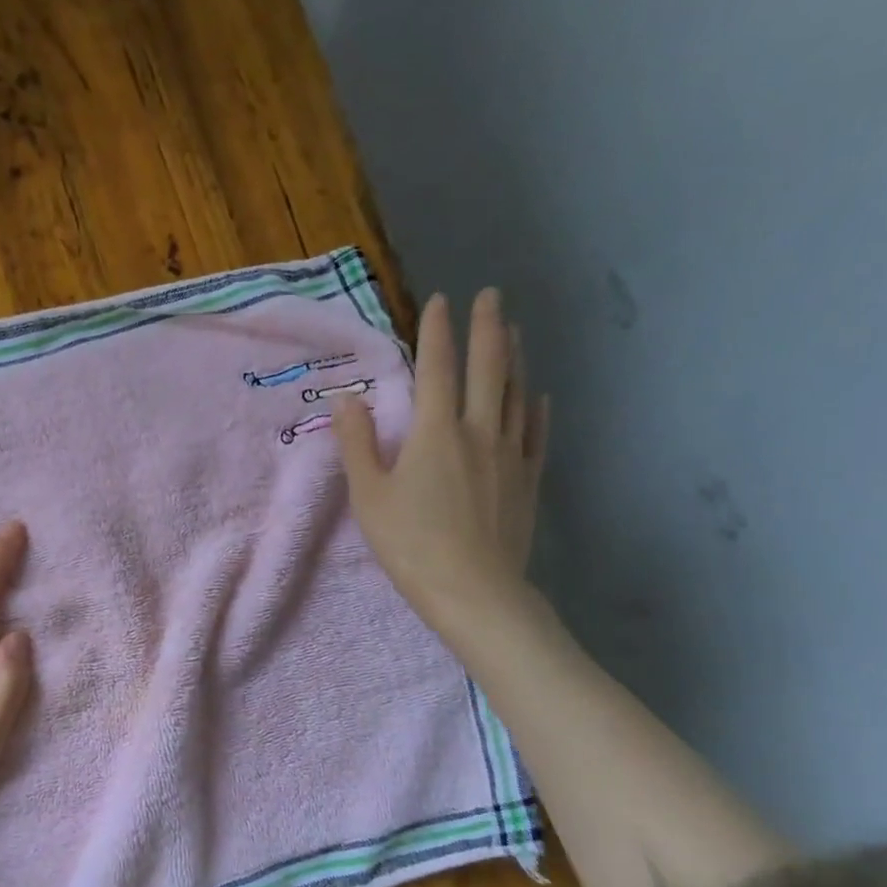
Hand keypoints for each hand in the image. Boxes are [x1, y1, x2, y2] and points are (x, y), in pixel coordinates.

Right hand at [333, 288, 548, 642]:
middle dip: (486, 328)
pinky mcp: (526, 481)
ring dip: (514, 358)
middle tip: (491, 295)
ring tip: (513, 331)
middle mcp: (478, 432)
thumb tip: (347, 398)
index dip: (437, 332)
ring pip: (517, 394)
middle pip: (487, 369)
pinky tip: (538, 396)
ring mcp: (509, 455)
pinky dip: (536, 408)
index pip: (436, 369)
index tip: (440, 300)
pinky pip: (535, 434)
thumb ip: (356, 443)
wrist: (474, 591)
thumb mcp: (368, 496)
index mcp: (435, 433)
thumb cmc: (411, 544)